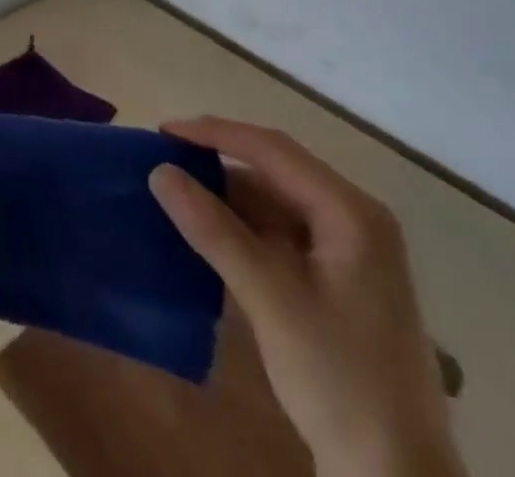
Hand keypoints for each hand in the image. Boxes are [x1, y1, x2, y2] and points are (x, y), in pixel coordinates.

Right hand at [151, 119, 465, 476]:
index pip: (272, 150)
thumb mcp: (271, 300)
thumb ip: (214, 231)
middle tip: (164, 161)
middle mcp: (354, 220)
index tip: (164, 132)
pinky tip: (209, 235)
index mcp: (351, 212)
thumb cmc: (341, 382)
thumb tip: (160, 172)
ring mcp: (349, 253)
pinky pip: (281, 235)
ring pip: (276, 203)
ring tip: (177, 194)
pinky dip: (243, 230)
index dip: (214, 134)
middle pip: (275, 172)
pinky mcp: (338, 283)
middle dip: (218, 163)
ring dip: (228, 198)